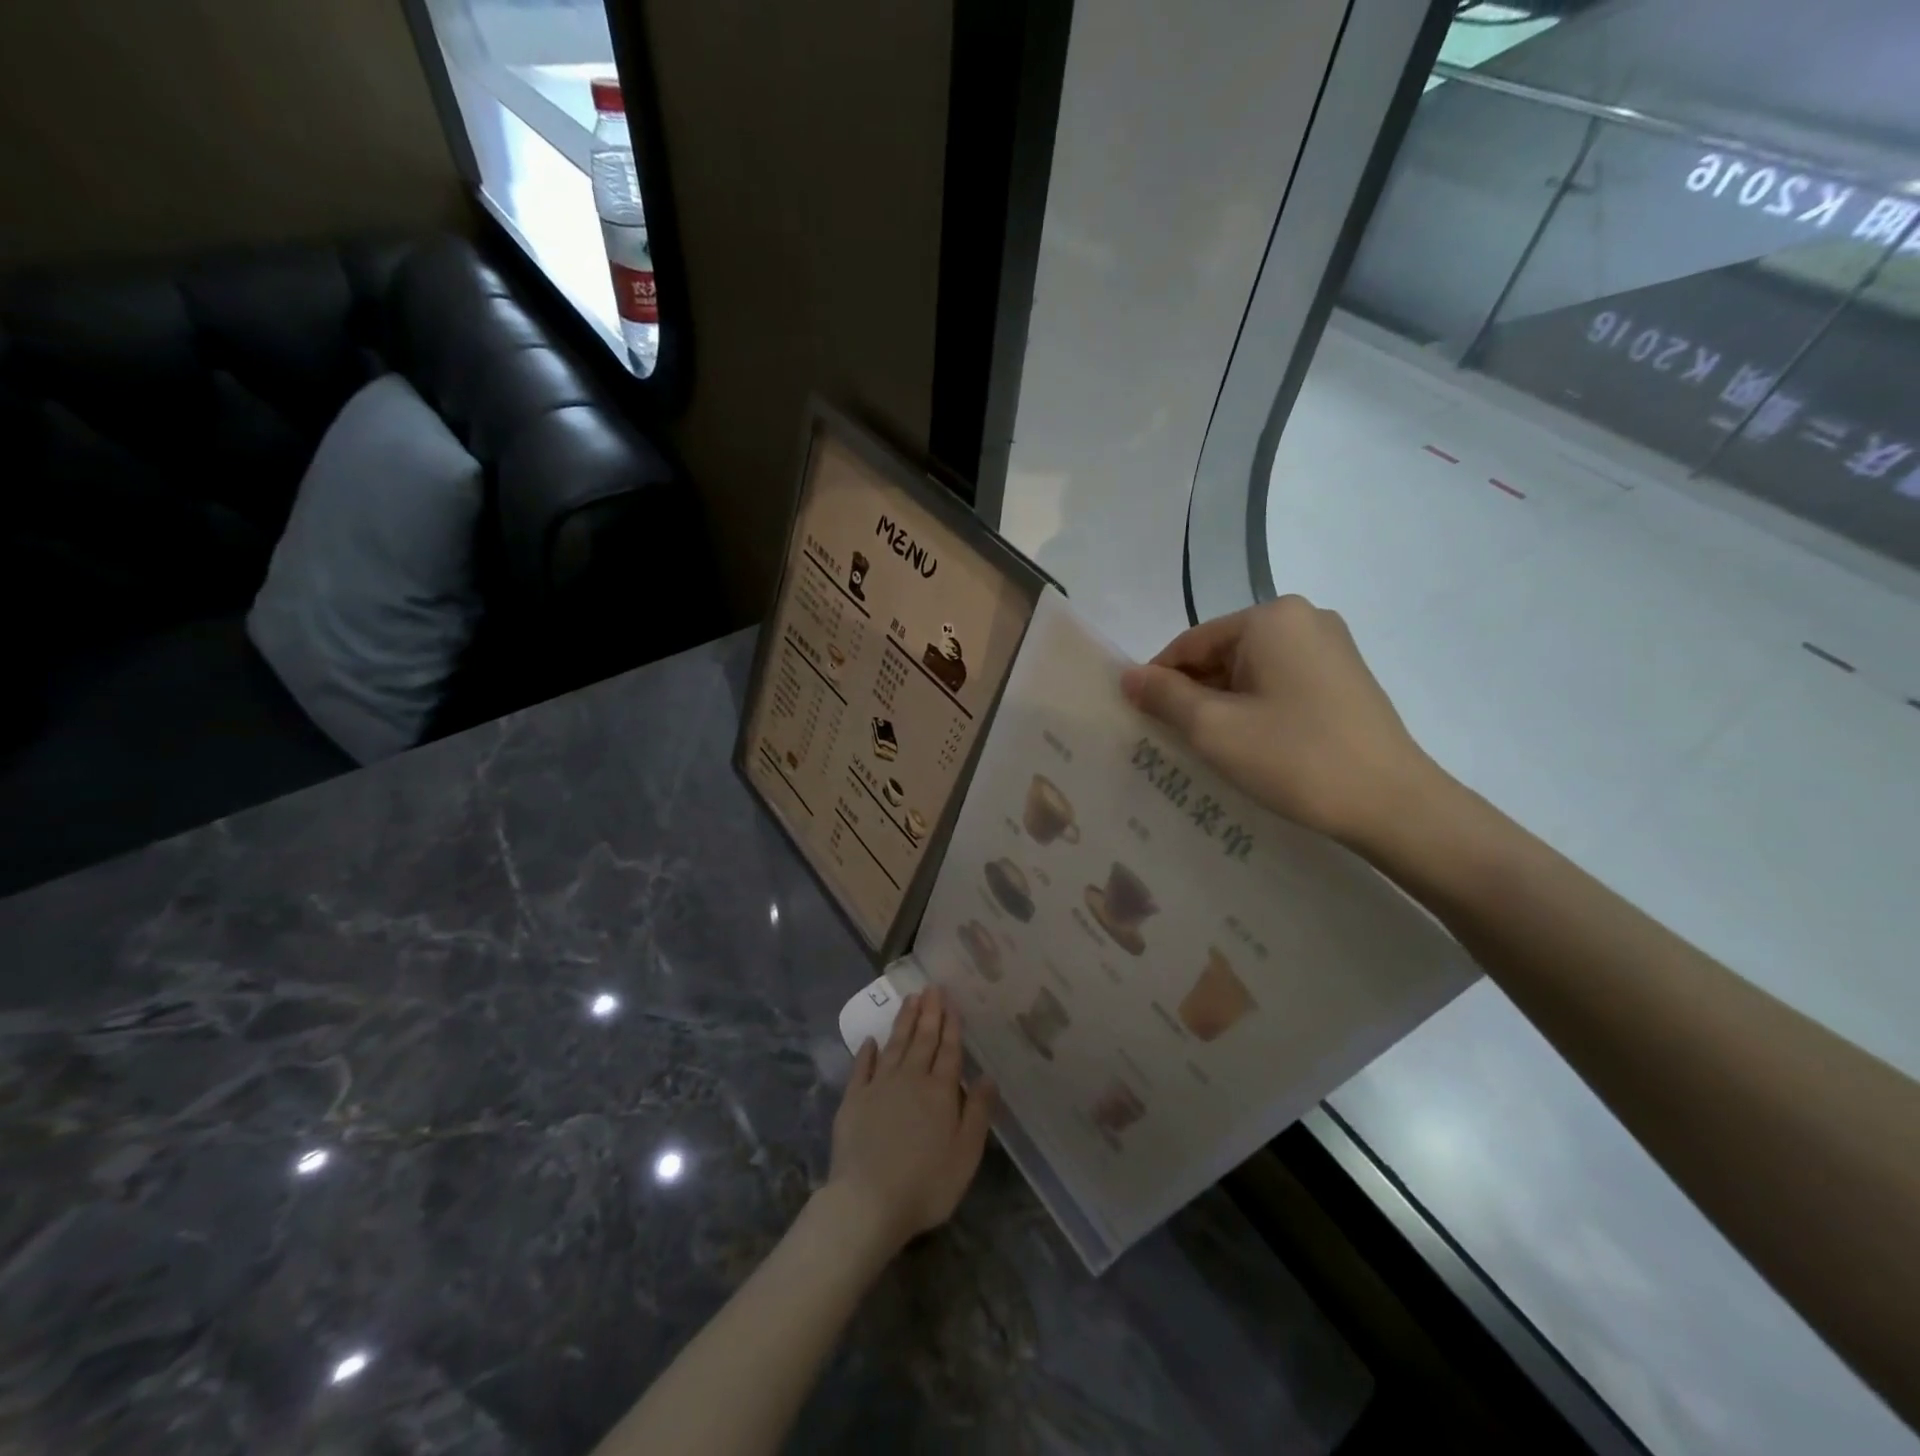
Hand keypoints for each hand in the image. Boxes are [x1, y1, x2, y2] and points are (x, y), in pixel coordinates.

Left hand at [825, 986, 996, 1256]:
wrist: (868, 1201)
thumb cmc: (925, 1184)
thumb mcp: (966, 1154)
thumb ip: (978, 1112)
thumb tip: (988, 1076)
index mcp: (940, 1092)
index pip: (948, 1051)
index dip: (951, 1026)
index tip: (950, 1001)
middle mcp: (911, 1079)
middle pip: (922, 1040)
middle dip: (929, 1013)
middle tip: (931, 987)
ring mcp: (879, 1086)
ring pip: (895, 1045)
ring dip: (904, 1021)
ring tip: (910, 999)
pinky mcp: (853, 1100)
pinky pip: (862, 1067)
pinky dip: (868, 1052)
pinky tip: (871, 1040)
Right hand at [1121, 595, 1446, 850]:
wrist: (1393, 804)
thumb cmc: (1294, 758)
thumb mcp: (1214, 728)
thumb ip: (1164, 696)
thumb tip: (1127, 676)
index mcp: (1271, 618)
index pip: (1190, 644)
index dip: (1159, 681)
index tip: (1142, 721)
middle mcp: (1303, 618)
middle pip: (1221, 654)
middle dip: (1193, 695)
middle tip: (1174, 741)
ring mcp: (1331, 646)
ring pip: (1250, 671)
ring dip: (1223, 705)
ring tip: (1211, 749)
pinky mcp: (1345, 677)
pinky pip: (1280, 683)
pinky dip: (1255, 708)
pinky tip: (1251, 745)